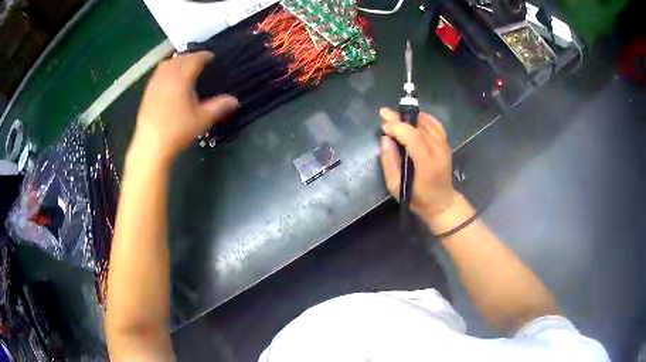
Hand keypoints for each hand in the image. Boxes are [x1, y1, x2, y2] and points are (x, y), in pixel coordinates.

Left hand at [132, 51, 237, 162]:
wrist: (151, 145)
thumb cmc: (178, 131)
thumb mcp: (202, 119)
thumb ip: (219, 107)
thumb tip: (235, 100)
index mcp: (182, 79)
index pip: (194, 60)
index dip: (204, 56)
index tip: (212, 57)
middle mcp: (167, 77)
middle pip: (180, 59)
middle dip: (191, 56)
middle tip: (200, 60)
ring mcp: (155, 84)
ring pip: (167, 64)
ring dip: (177, 61)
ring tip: (184, 65)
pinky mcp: (147, 93)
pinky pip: (158, 73)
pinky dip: (166, 69)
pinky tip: (169, 78)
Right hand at [379, 107, 455, 221]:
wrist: (442, 203)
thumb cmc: (418, 198)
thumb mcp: (396, 187)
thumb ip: (389, 162)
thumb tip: (385, 139)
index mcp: (427, 164)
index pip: (414, 137)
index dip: (398, 127)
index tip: (384, 126)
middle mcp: (438, 151)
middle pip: (420, 127)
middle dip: (400, 119)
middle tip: (384, 113)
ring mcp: (444, 147)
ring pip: (428, 124)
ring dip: (411, 117)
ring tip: (396, 116)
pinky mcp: (446, 145)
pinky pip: (437, 126)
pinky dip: (425, 118)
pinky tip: (415, 117)